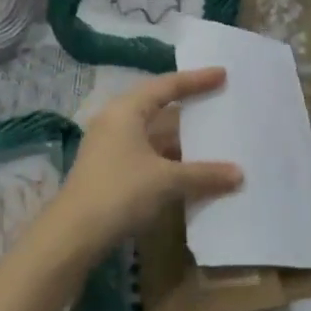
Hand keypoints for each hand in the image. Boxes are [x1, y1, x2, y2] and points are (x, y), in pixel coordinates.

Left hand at [50, 68, 244, 254]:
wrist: (71, 236)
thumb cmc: (120, 192)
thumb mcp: (166, 181)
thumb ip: (204, 174)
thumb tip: (239, 174)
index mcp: (127, 109)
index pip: (167, 85)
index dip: (196, 80)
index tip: (222, 74)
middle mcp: (116, 120)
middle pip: (158, 106)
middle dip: (189, 107)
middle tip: (218, 101)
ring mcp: (110, 146)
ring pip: (152, 133)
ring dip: (180, 138)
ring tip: (211, 137)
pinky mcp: (109, 170)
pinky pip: (147, 153)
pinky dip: (169, 157)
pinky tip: (189, 168)